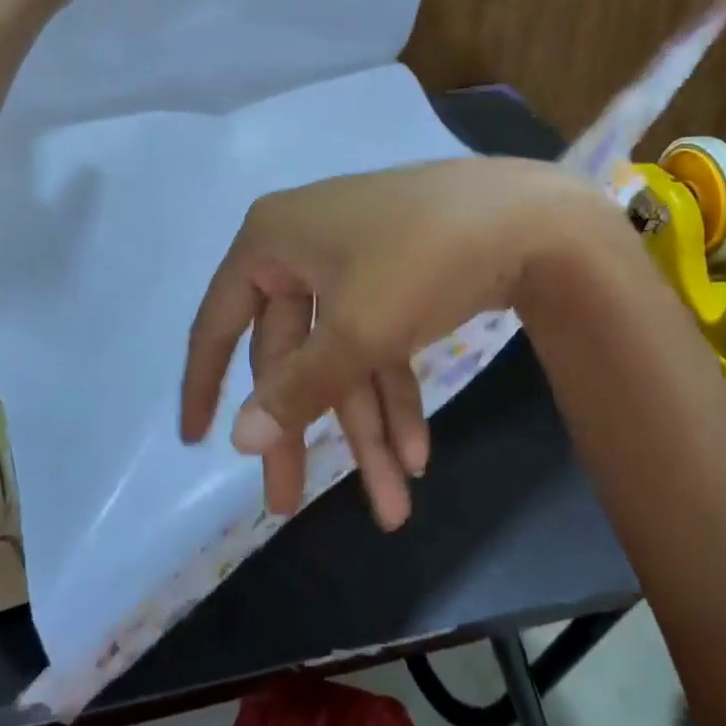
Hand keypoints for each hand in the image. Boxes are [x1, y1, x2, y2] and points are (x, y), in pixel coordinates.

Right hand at [180, 159, 624, 528]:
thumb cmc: (419, 261)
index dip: (204, 383)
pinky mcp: (393, 274)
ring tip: (391, 505)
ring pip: (339, 354)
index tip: (195, 443)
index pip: (221, 321)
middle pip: (289, 351)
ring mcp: (350, 258)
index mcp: (270, 241)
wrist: (529, 218)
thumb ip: (296, 389)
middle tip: (290, 507)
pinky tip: (416, 454)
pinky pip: (376, 339)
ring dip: (362, 426)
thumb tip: (238, 439)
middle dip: (306, 429)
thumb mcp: (354, 330)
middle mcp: (300, 245)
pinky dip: (392, 392)